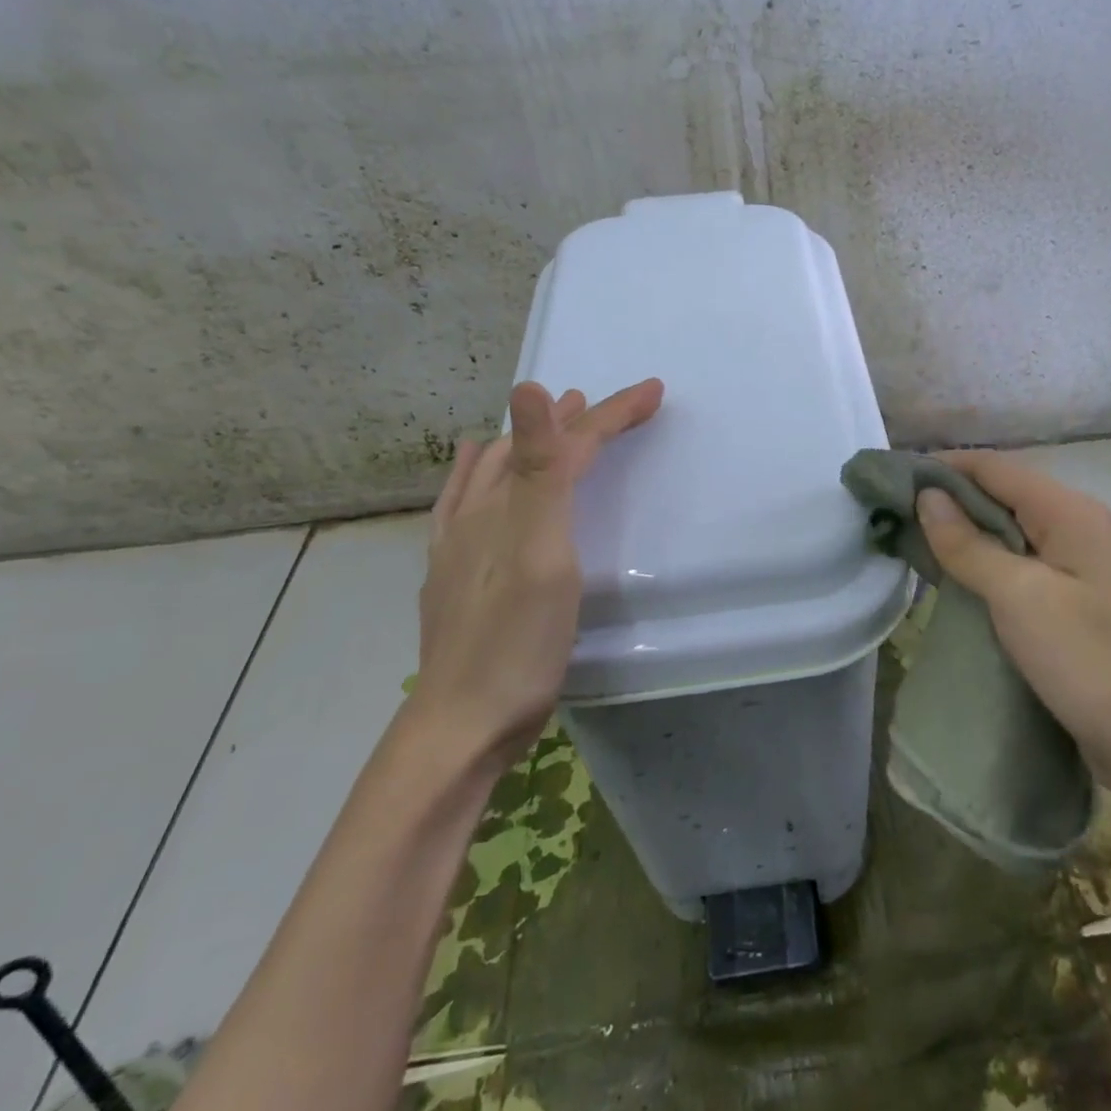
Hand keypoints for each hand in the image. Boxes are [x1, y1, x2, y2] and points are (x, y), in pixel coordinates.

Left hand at [414, 377, 663, 763]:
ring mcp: (461, 543)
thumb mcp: (540, 554)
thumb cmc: (516, 643)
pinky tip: (478, 470)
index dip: (612, 413)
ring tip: (555, 413)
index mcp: (508, 505)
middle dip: (576, 420)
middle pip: (532, 449)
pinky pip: (465, 501)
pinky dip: (481, 472)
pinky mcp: (455, 572)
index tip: (656, 391)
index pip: (566, 442)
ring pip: (498, 470)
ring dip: (533, 438)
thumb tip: (531, 386)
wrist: (463, 723)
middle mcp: (480, 513)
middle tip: (611, 406)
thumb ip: (542, 473)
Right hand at [914, 450, 1110, 770]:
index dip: (947, 466)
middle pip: (1009, 493)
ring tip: (920, 536)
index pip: (999, 468)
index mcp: (1074, 513)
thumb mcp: (1018, 597)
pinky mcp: (1083, 596)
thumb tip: (928, 497)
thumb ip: (969, 543)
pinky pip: (1028, 560)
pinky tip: (963, 572)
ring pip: (1017, 528)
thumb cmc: (1085, 661)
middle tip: (900, 510)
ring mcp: (1088, 563)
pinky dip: (992, 558)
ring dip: (971, 528)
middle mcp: (1085, 525)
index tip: (898, 476)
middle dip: (955, 496)